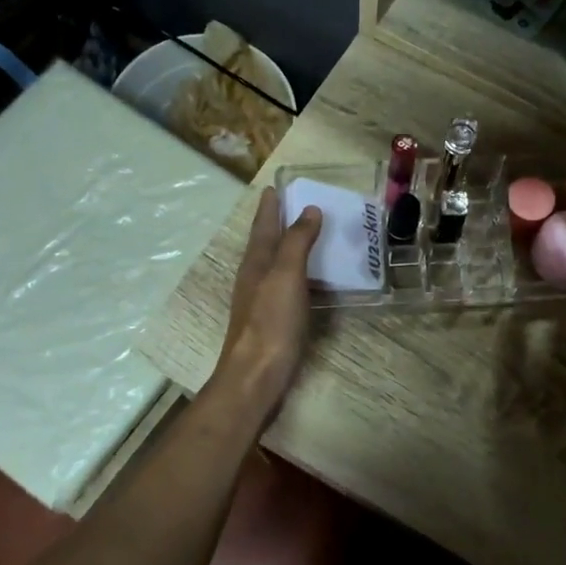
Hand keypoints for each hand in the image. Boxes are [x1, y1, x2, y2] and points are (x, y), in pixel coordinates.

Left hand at [214, 188, 321, 415]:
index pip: (263, 226)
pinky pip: (287, 287)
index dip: (269, 206)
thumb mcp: (285, 276)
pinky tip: (310, 280)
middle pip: (266, 243)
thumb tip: (309, 209)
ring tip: (307, 236)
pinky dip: (298, 274)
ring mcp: (262, 302)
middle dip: (277, 223)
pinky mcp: (273, 322)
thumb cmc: (271, 323)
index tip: (274, 187)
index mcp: (256, 263)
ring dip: (287, 248)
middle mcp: (255, 278)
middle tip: (294, 205)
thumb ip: (296, 242)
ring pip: (274, 265)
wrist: (256, 377)